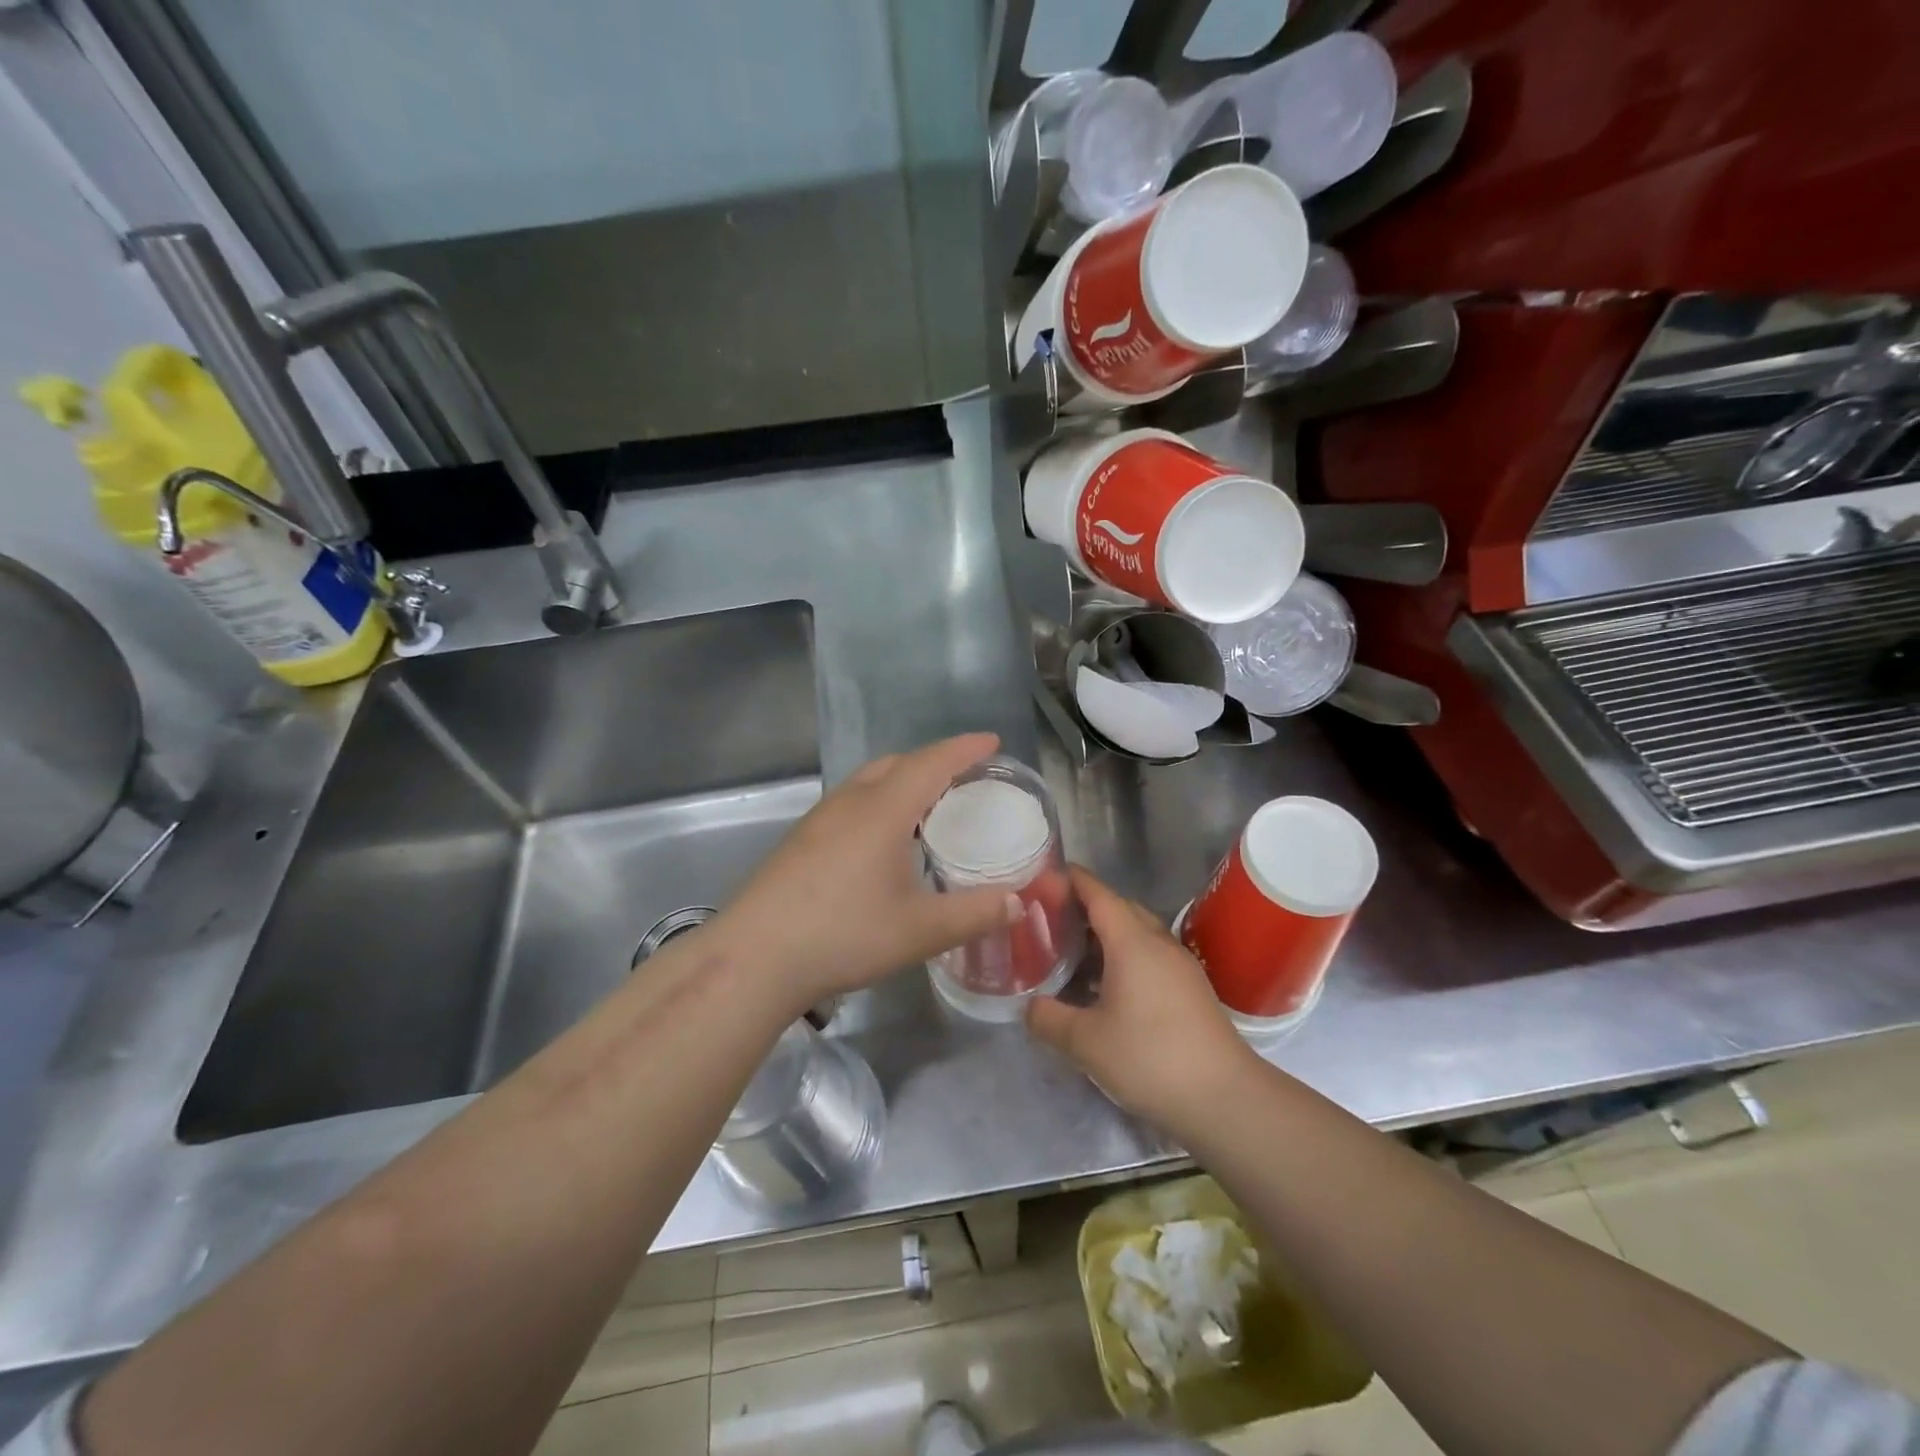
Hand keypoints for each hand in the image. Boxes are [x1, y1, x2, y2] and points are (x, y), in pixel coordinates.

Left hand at [715, 734, 1021, 1013]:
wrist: (755, 957)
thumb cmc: (844, 934)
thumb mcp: (920, 931)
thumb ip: (974, 914)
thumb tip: (1017, 902)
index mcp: (883, 810)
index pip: (932, 763)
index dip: (965, 749)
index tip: (993, 741)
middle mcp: (850, 802)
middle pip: (898, 763)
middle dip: (935, 762)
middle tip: (965, 779)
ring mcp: (819, 819)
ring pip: (869, 781)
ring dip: (903, 781)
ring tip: (928, 807)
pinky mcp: (801, 840)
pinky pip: (851, 802)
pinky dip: (879, 802)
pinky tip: (883, 840)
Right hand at [1027, 867, 1259, 1133]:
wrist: (1224, 1098)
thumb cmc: (1150, 1057)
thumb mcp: (1086, 1042)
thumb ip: (1049, 1018)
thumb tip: (1028, 1006)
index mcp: (1132, 941)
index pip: (1098, 893)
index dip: (1071, 880)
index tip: (1042, 875)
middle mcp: (1158, 943)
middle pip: (1119, 908)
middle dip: (1085, 906)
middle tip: (1049, 919)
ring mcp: (1179, 965)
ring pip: (1137, 933)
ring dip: (1105, 934)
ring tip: (1071, 952)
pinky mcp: (1190, 989)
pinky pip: (1150, 956)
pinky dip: (1123, 957)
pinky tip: (1106, 986)